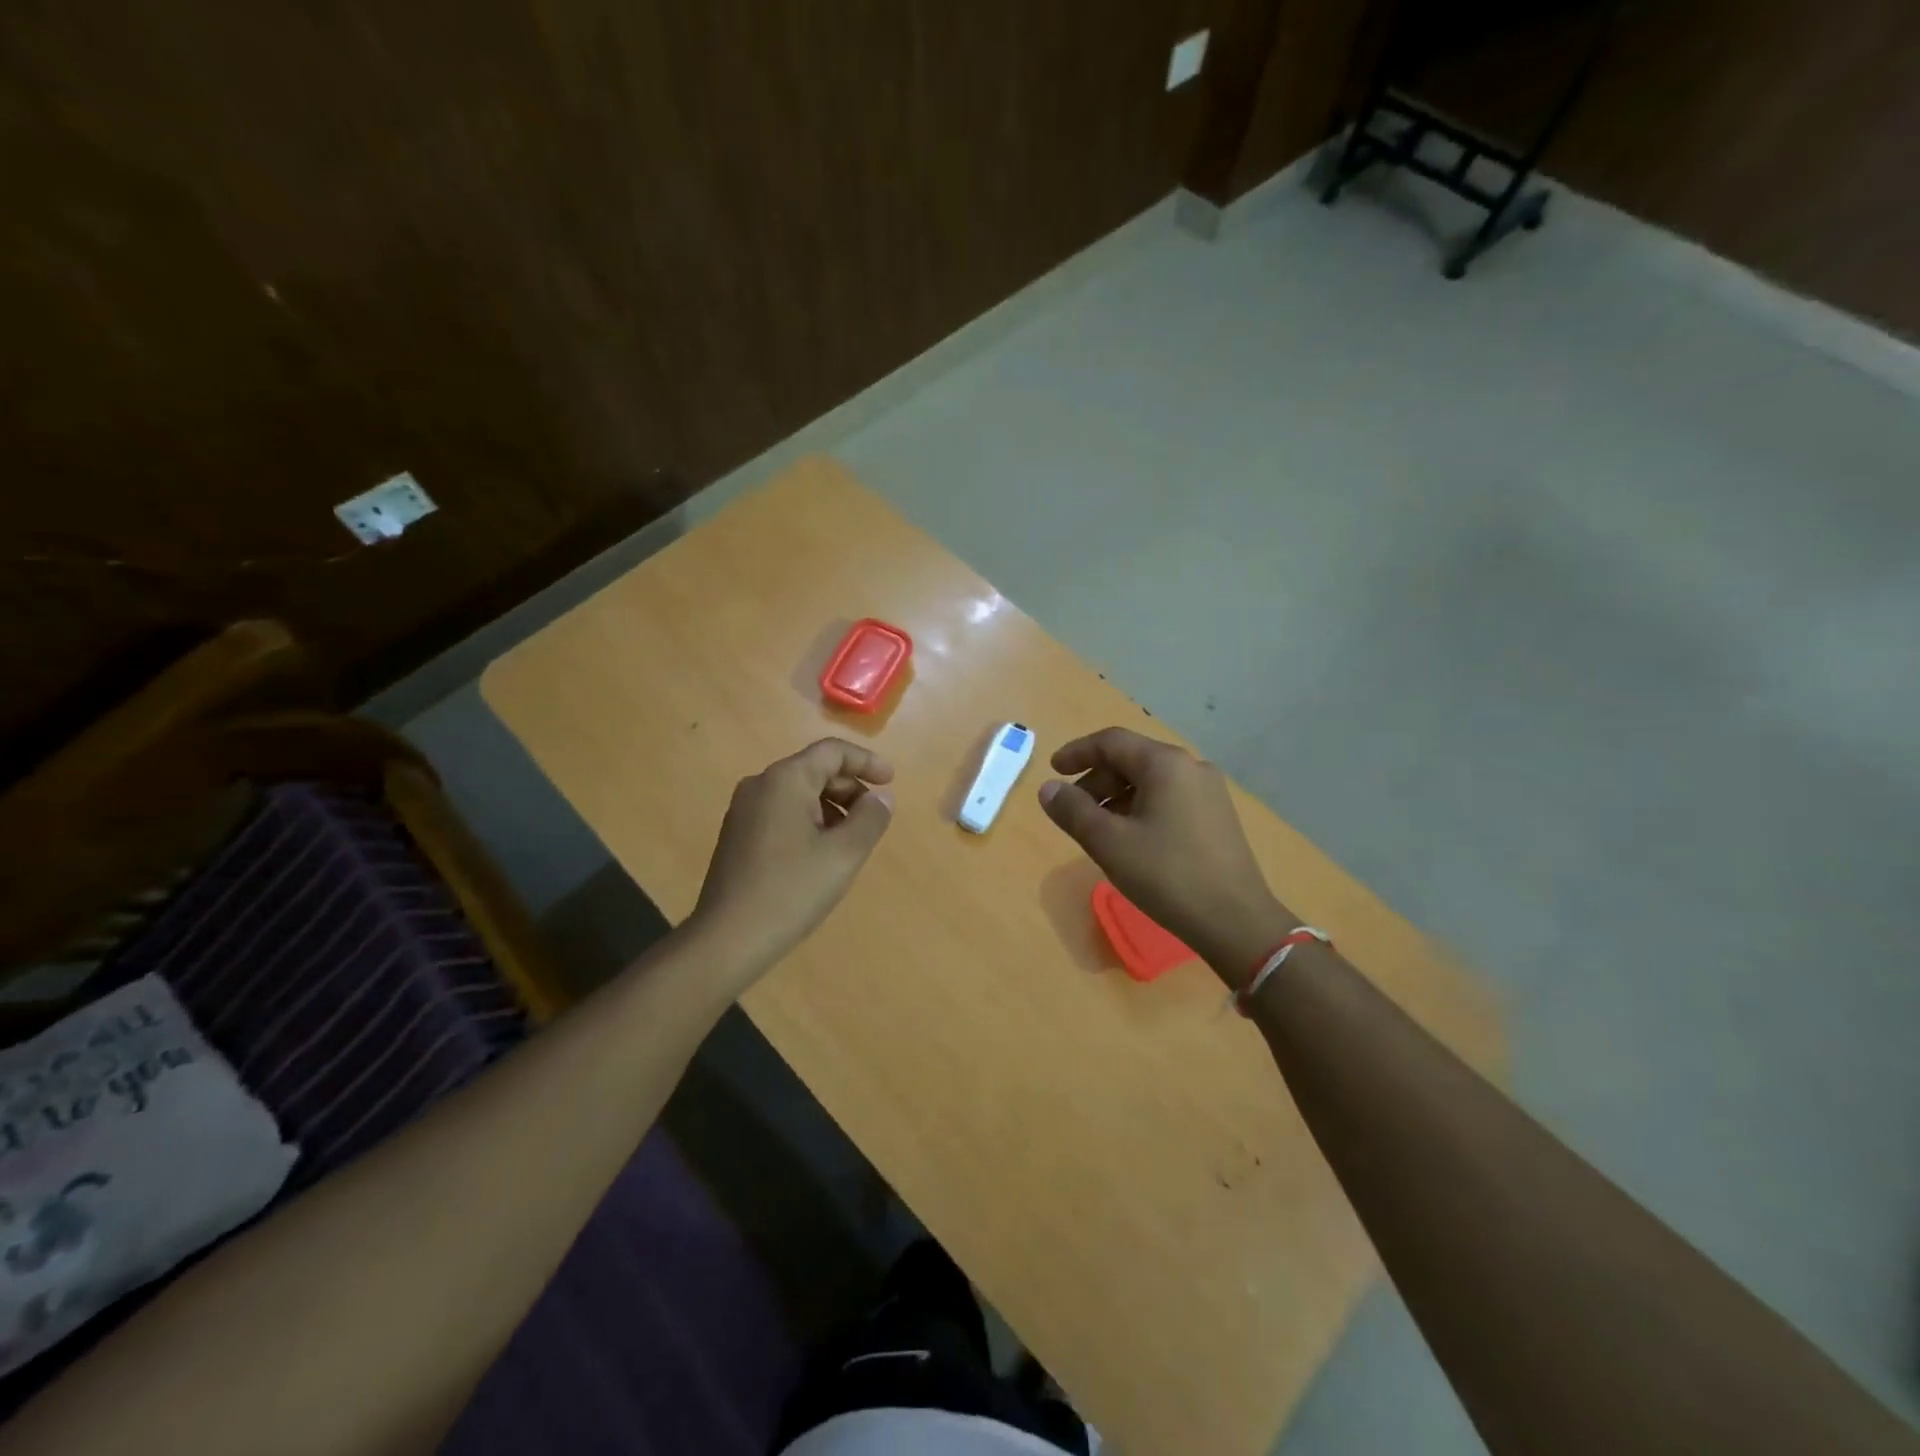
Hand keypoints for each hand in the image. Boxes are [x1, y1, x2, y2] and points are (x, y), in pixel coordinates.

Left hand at [688, 739, 894, 978]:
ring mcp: (744, 811)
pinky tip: (822, 855)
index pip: (832, 752)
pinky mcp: (738, 836)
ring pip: (799, 794)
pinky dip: (810, 821)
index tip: (891, 782)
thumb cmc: (791, 890)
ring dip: (832, 807)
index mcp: (785, 780)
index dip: (866, 761)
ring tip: (852, 841)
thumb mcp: (844, 854)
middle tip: (875, 817)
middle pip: (814, 770)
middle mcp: (760, 786)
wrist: (727, 939)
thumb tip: (881, 797)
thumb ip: (870, 818)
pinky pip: (783, 813)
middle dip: (850, 788)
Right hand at [1037, 727, 1295, 984]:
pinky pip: (1169, 798)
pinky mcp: (1217, 817)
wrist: (1236, 922)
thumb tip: (1048, 789)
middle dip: (1096, 780)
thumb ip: (1073, 811)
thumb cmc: (1167, 876)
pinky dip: (1140, 808)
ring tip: (1096, 829)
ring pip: (1150, 781)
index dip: (1077, 752)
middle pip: (1132, 759)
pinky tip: (1130, 839)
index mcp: (1165, 764)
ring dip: (1117, 796)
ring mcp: (1209, 792)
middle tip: (1071, 809)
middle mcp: (1191, 767)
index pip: (1111, 742)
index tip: (1052, 770)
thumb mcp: (1109, 843)